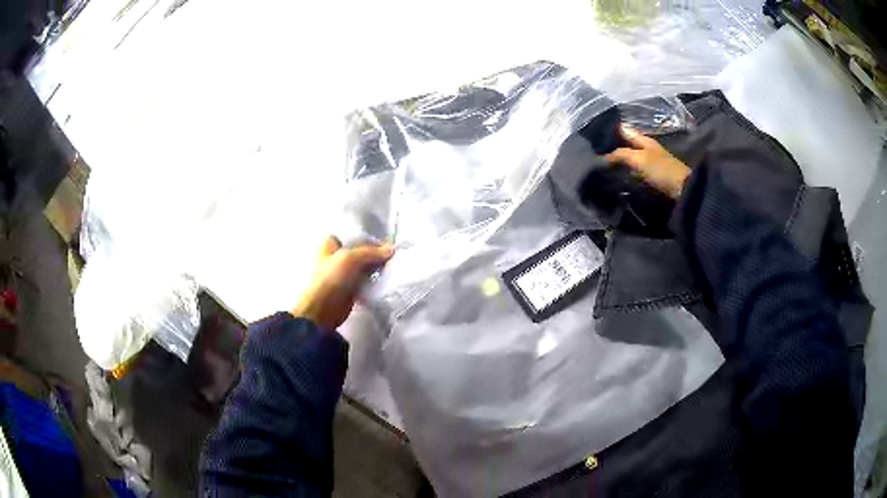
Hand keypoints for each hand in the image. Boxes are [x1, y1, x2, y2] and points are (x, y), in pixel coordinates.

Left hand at [291, 236, 393, 330]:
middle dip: (375, 253)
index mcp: (330, 244)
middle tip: (391, 256)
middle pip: (360, 251)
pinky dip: (374, 279)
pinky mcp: (349, 288)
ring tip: (391, 267)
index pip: (354, 236)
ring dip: (375, 267)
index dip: (370, 239)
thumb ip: (371, 252)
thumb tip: (391, 249)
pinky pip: (365, 280)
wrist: (323, 309)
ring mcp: (342, 273)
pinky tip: (385, 279)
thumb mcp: (351, 258)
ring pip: (363, 266)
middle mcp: (336, 256)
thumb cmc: (331, 278)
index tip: (386, 244)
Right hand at [604, 126, 690, 199]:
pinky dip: (629, 172)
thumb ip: (621, 154)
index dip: (614, 131)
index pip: (626, 131)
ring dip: (622, 162)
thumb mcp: (638, 159)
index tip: (597, 136)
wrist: (682, 189)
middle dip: (616, 148)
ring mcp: (652, 162)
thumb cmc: (661, 169)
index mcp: (644, 140)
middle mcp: (648, 148)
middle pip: (628, 145)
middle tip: (598, 154)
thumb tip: (605, 156)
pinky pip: (636, 171)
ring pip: (632, 158)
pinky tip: (620, 177)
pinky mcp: (654, 176)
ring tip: (606, 167)